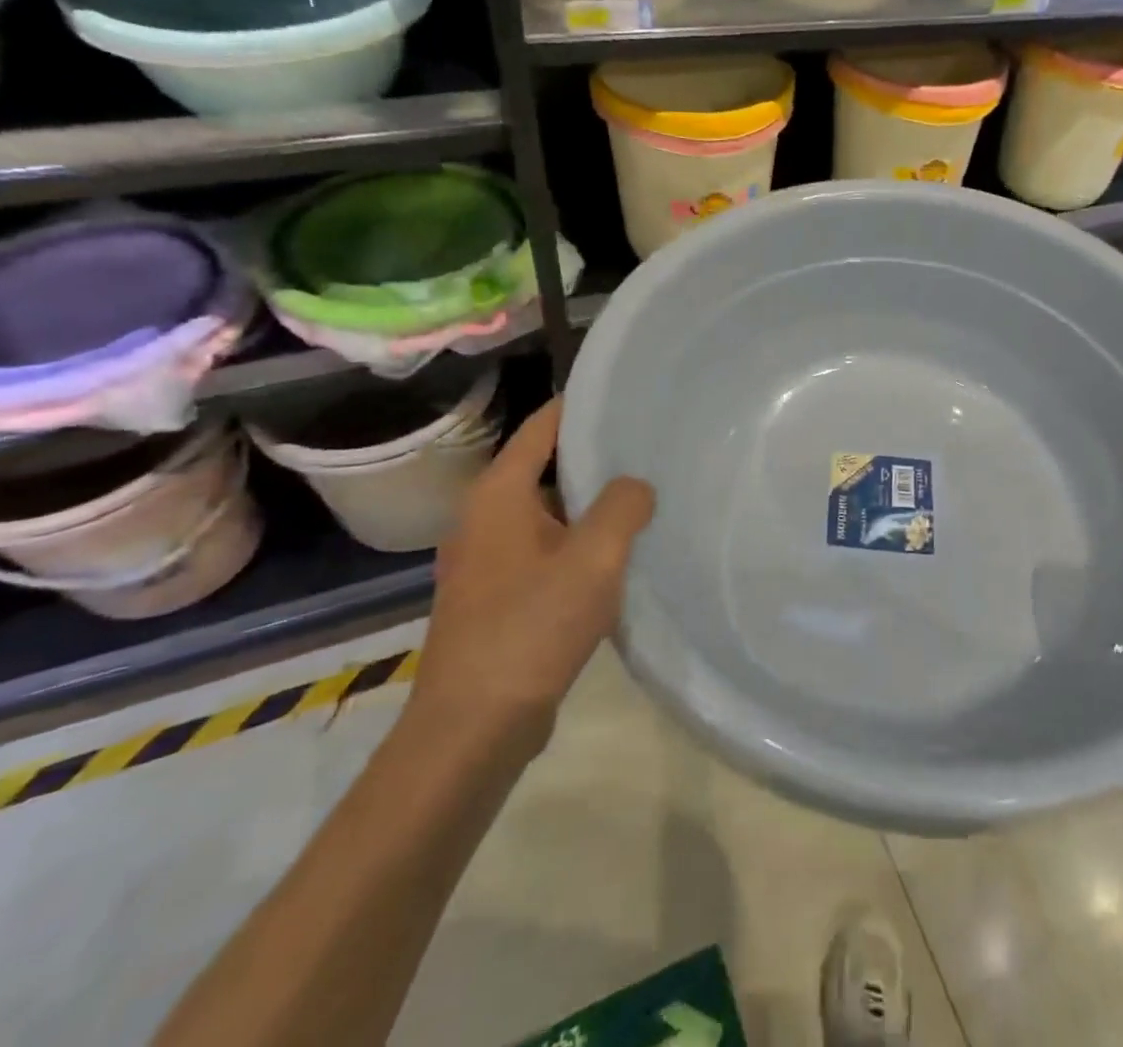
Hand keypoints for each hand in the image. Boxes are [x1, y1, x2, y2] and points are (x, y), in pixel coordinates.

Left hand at [409, 398, 654, 742]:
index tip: (626, 396)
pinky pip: (543, 549)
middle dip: (594, 457)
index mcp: (498, 494)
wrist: (474, 727)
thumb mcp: (593, 558)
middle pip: (544, 467)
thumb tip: (636, 486)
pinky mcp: (495, 596)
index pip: (542, 426)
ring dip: (588, 505)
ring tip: (642, 497)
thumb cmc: (532, 627)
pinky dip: (576, 542)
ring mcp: (486, 559)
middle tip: (648, 448)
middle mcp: (484, 517)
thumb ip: (624, 506)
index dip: (582, 406)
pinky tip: (615, 557)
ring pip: (546, 512)